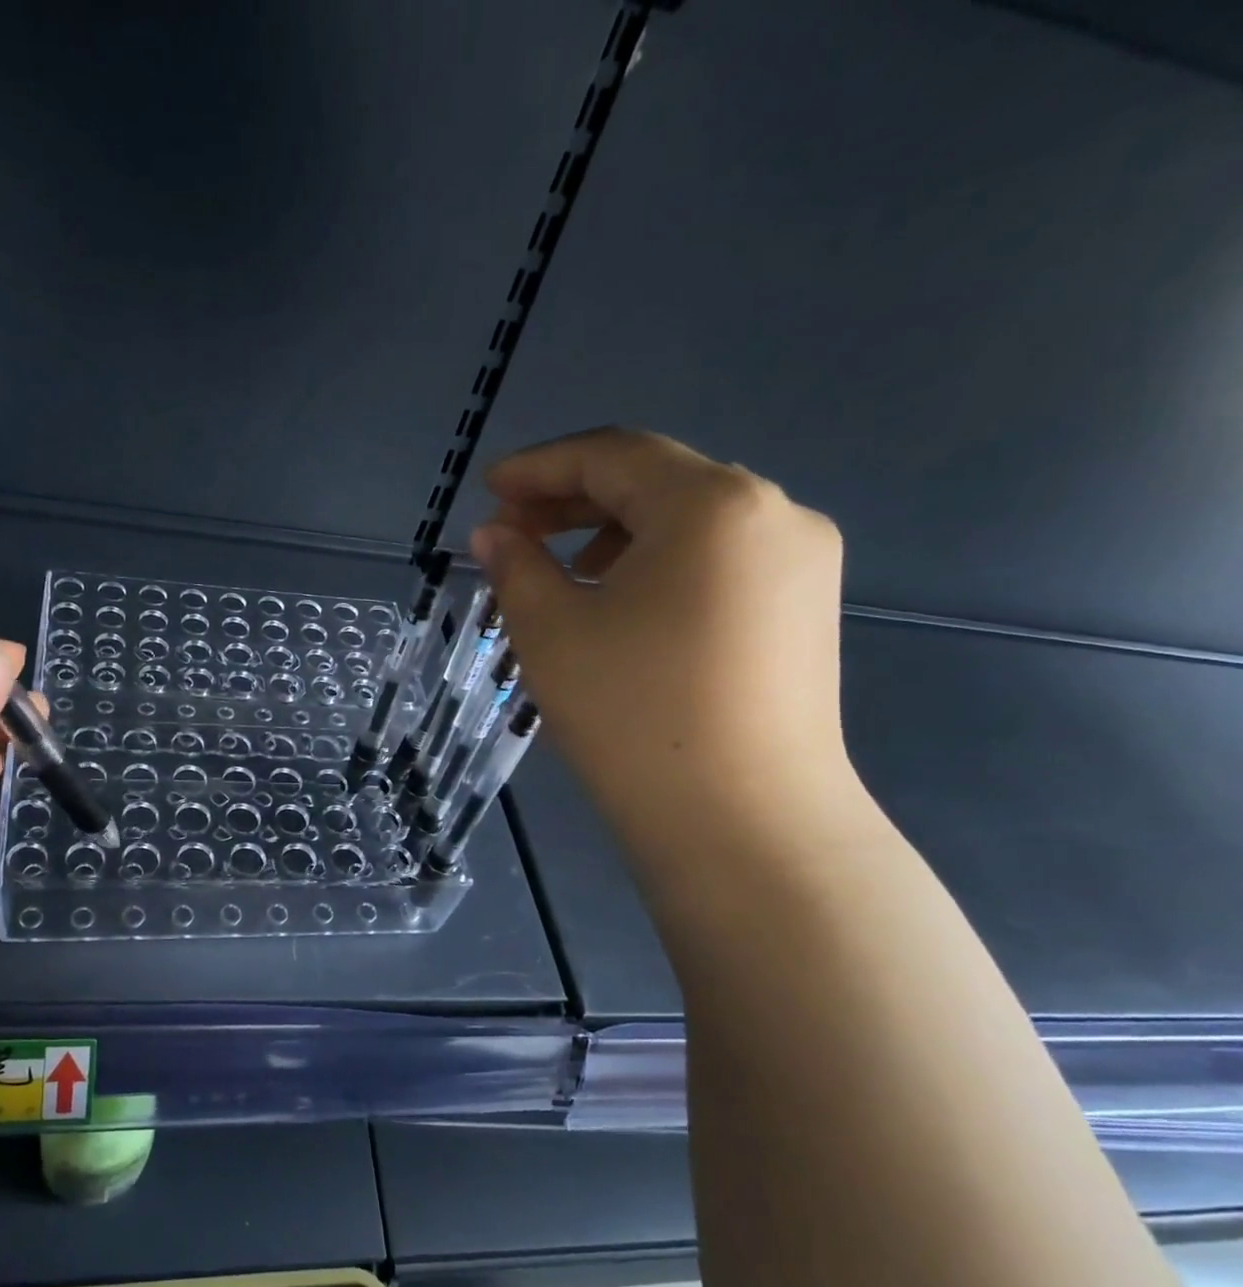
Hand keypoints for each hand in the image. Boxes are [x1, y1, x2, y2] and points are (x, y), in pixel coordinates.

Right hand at [472, 427, 853, 855]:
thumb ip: (516, 566)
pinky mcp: (806, 610)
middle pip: (657, 480)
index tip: (487, 489)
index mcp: (713, 504)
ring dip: (616, 532)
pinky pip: (721, 560)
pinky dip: (661, 564)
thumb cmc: (632, 717)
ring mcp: (802, 563)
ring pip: (691, 520)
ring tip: (563, 573)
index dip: (540, 466)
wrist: (743, 825)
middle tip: (513, 532)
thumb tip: (495, 533)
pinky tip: (624, 605)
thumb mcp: (551, 633)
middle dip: (575, 499)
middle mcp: (774, 513)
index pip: (613, 455)